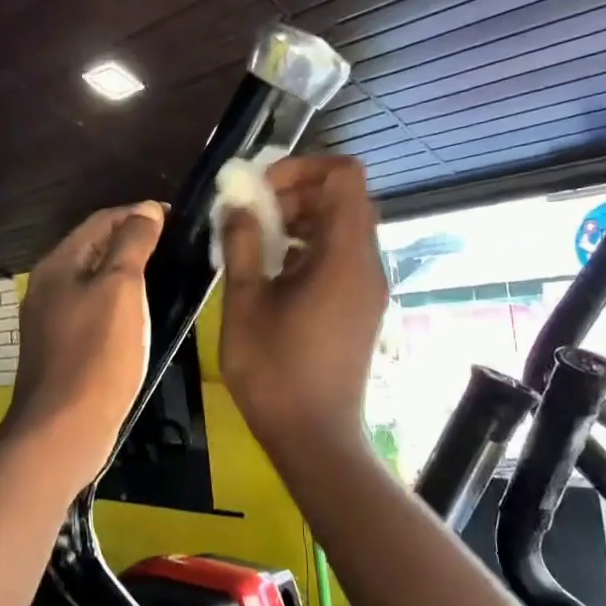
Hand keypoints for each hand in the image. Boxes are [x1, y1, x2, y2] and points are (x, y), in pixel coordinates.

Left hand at [6, 201, 164, 484]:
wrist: (65, 429)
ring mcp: (52, 320)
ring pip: (96, 281)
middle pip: (96, 249)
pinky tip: (144, 316)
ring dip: (130, 273)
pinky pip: (95, 311)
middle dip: (135, 241)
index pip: (101, 220)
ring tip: (169, 275)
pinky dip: (121, 304)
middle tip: (179, 246)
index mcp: (58, 264)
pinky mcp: (63, 349)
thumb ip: (132, 243)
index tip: (179, 219)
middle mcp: (49, 286)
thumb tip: (145, 208)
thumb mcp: (120, 289)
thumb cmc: (97, 354)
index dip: (139, 214)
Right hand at [219, 157, 386, 459]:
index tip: (262, 189)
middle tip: (251, 215)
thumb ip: (241, 244)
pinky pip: (341, 256)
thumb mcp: (245, 303)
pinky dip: (309, 247)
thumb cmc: (275, 371)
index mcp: (344, 255)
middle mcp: (367, 264)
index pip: (345, 176)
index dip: (303, 167)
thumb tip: (236, 204)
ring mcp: (368, 287)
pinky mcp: (361, 306)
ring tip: (255, 242)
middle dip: (296, 193)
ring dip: (300, 221)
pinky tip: (273, 271)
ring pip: (342, 227)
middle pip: (344, 199)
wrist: (315, 437)